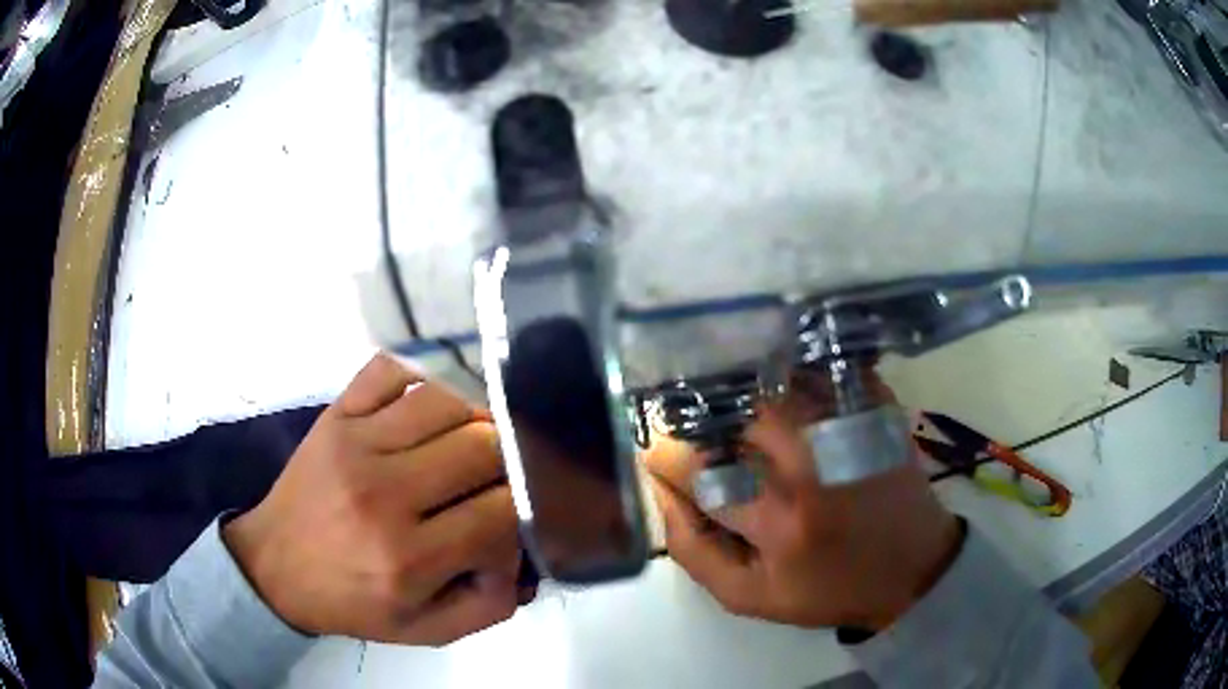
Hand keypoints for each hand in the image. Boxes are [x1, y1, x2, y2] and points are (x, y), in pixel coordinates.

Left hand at [224, 353, 523, 645]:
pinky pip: (391, 371)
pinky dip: (420, 381)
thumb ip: (490, 604)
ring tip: (468, 443)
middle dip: (507, 464)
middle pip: (481, 446)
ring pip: (445, 401)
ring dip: (473, 420)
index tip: (508, 524)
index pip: (500, 512)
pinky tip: (425, 411)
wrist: (275, 567)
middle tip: (495, 482)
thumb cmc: (353, 602)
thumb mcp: (428, 630)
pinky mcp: (335, 416)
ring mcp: (354, 443)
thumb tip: (523, 551)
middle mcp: (382, 494)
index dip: (521, 515)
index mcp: (406, 558)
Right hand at [646, 403, 961, 630]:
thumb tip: (663, 490)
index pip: (696, 469)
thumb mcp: (749, 596)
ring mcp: (848, 427)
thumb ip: (692, 549)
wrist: (915, 567)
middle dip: (702, 424)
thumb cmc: (828, 589)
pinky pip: (814, 373)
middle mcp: (814, 464)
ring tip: (734, 420)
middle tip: (700, 440)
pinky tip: (777, 398)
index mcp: (780, 521)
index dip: (665, 458)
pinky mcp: (873, 408)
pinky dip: (785, 379)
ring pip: (771, 386)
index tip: (661, 461)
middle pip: (733, 414)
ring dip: (741, 398)